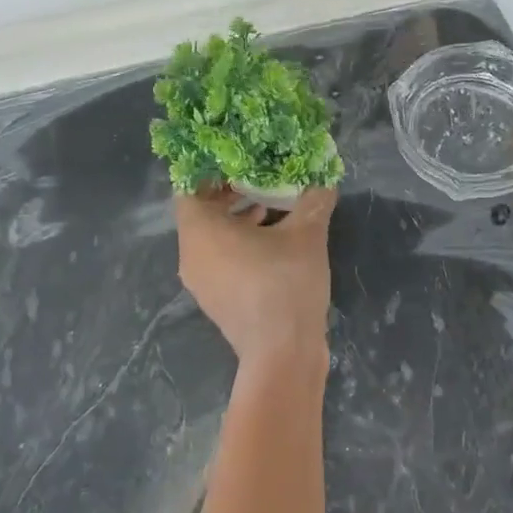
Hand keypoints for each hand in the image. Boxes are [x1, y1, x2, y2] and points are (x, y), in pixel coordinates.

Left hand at [174, 187, 336, 370]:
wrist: (283, 353)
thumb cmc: (285, 283)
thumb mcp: (307, 233)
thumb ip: (313, 199)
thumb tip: (323, 179)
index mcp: (200, 231)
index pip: (189, 187)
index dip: (210, 170)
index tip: (235, 159)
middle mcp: (191, 254)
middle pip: (199, 213)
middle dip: (226, 193)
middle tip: (255, 178)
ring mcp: (200, 282)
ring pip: (209, 239)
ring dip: (233, 220)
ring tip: (267, 208)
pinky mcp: (215, 301)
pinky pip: (218, 261)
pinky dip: (236, 245)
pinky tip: (271, 242)